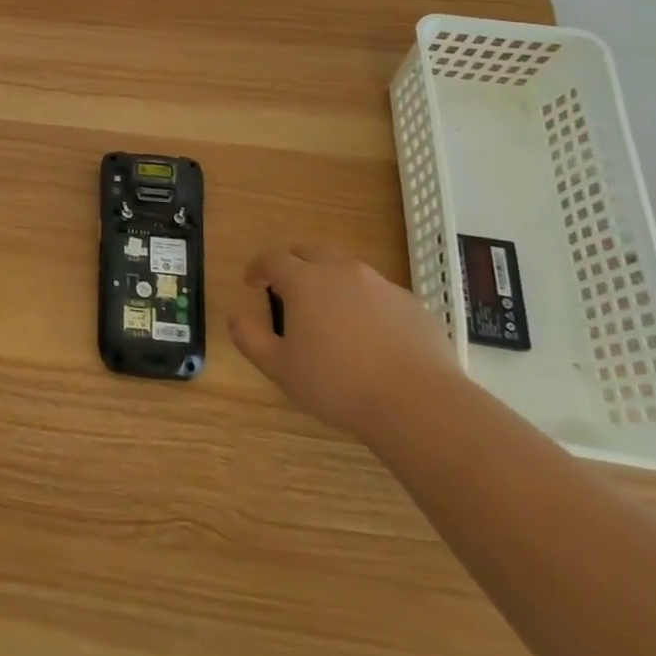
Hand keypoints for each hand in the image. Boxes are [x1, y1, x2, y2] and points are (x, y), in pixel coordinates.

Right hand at [228, 243, 458, 439]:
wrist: (420, 404)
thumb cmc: (338, 385)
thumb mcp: (280, 369)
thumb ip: (250, 338)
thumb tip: (235, 314)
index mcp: (305, 281)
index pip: (272, 257)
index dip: (258, 267)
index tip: (253, 283)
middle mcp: (341, 271)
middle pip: (310, 251)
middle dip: (294, 263)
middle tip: (288, 289)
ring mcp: (381, 284)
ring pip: (346, 269)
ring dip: (330, 281)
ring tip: (329, 313)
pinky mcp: (411, 304)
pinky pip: (378, 293)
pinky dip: (365, 303)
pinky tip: (369, 336)